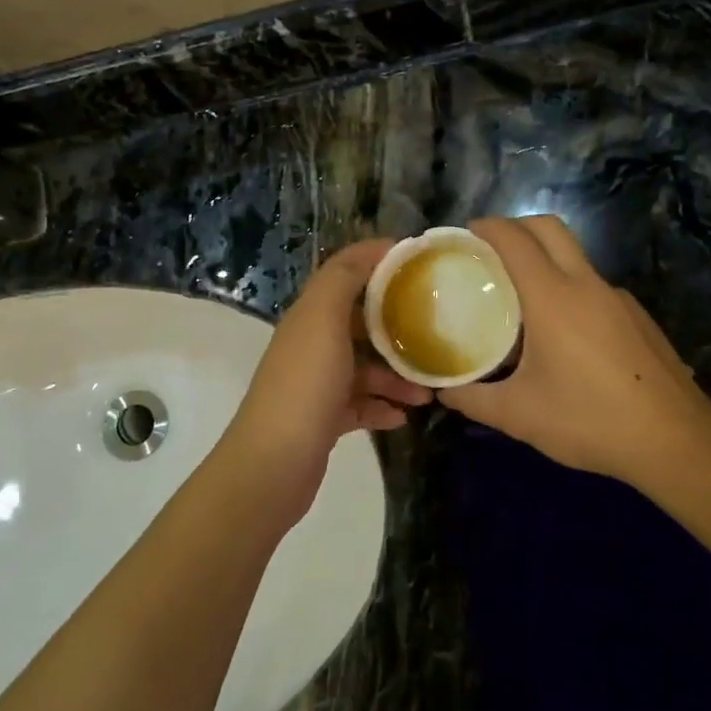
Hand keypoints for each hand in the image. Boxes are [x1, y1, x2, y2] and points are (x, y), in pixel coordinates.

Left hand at [226, 240, 431, 472]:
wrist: (274, 462)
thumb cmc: (305, 384)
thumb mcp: (323, 319)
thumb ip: (343, 278)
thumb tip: (373, 249)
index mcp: (310, 316)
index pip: (345, 274)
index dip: (378, 263)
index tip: (419, 263)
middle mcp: (311, 345)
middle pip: (359, 324)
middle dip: (397, 327)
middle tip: (436, 331)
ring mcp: (317, 384)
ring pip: (365, 369)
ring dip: (396, 377)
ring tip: (428, 391)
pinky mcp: (324, 419)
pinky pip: (361, 406)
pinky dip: (383, 407)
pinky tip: (404, 416)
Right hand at [439, 217, 710, 486]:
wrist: (676, 440)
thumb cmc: (590, 420)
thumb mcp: (519, 415)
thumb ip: (473, 400)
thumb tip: (444, 392)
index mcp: (553, 297)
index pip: (515, 239)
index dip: (487, 227)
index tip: (465, 236)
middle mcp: (587, 285)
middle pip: (549, 229)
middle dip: (516, 227)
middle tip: (489, 254)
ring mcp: (618, 299)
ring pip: (575, 258)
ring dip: (544, 261)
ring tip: (519, 302)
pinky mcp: (637, 318)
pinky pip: (594, 288)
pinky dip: (568, 291)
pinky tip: (562, 337)